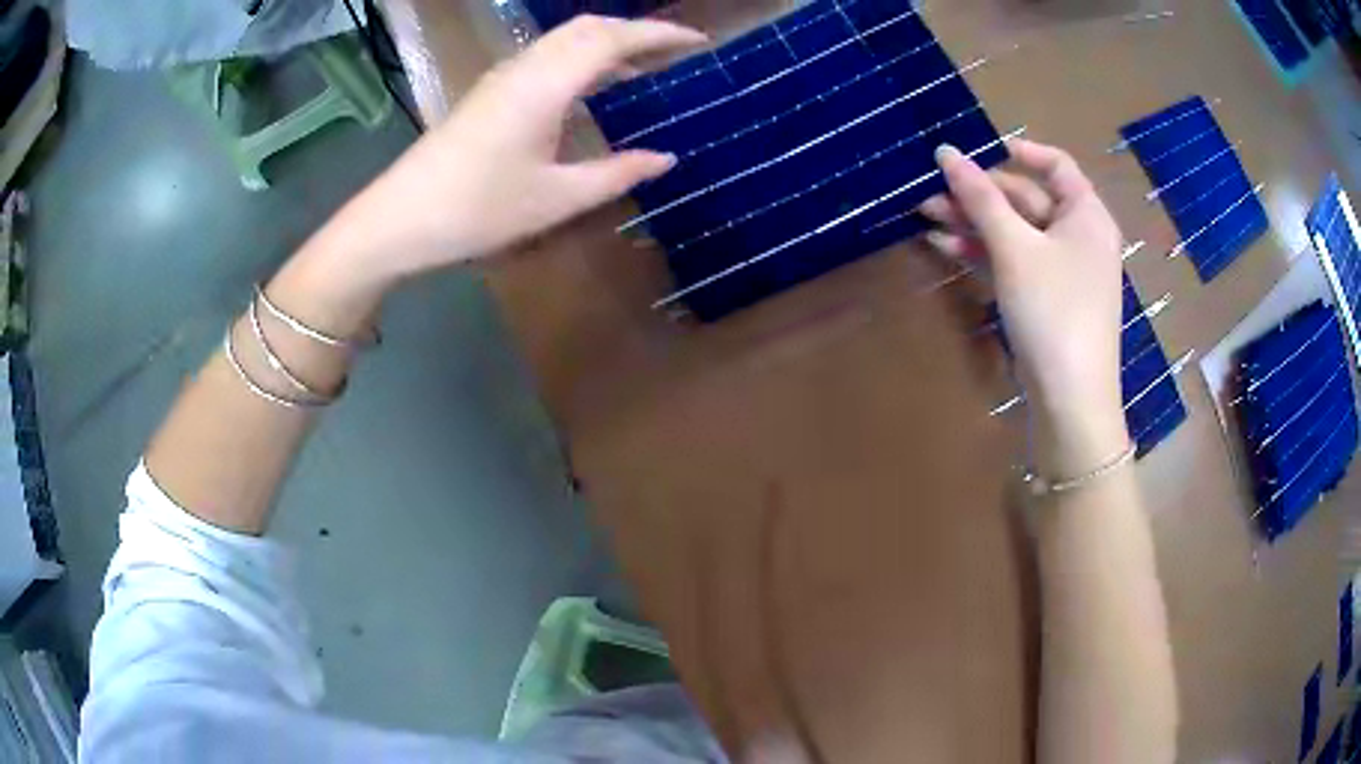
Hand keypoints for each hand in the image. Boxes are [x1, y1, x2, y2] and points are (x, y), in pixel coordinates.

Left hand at [331, 16, 706, 282]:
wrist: (399, 219)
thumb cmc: (477, 210)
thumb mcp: (555, 198)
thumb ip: (616, 174)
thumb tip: (665, 160)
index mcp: (547, 84)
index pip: (613, 38)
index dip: (659, 35)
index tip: (698, 44)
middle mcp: (525, 67)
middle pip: (588, 27)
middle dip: (636, 31)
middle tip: (674, 54)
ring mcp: (502, 77)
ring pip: (564, 39)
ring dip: (606, 43)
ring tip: (643, 68)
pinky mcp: (489, 92)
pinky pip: (545, 57)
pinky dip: (580, 58)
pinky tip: (591, 88)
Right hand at [918, 139, 1128, 473]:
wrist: (1071, 403)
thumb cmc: (1053, 312)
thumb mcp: (1014, 249)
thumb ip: (980, 198)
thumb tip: (946, 152)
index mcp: (1086, 215)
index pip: (1055, 165)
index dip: (1018, 151)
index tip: (975, 151)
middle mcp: (1079, 237)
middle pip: (1027, 200)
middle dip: (979, 194)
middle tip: (931, 191)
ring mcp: (1064, 271)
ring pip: (1016, 233)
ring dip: (974, 223)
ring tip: (926, 216)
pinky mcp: (1047, 300)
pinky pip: (1015, 263)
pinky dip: (984, 253)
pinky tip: (946, 246)